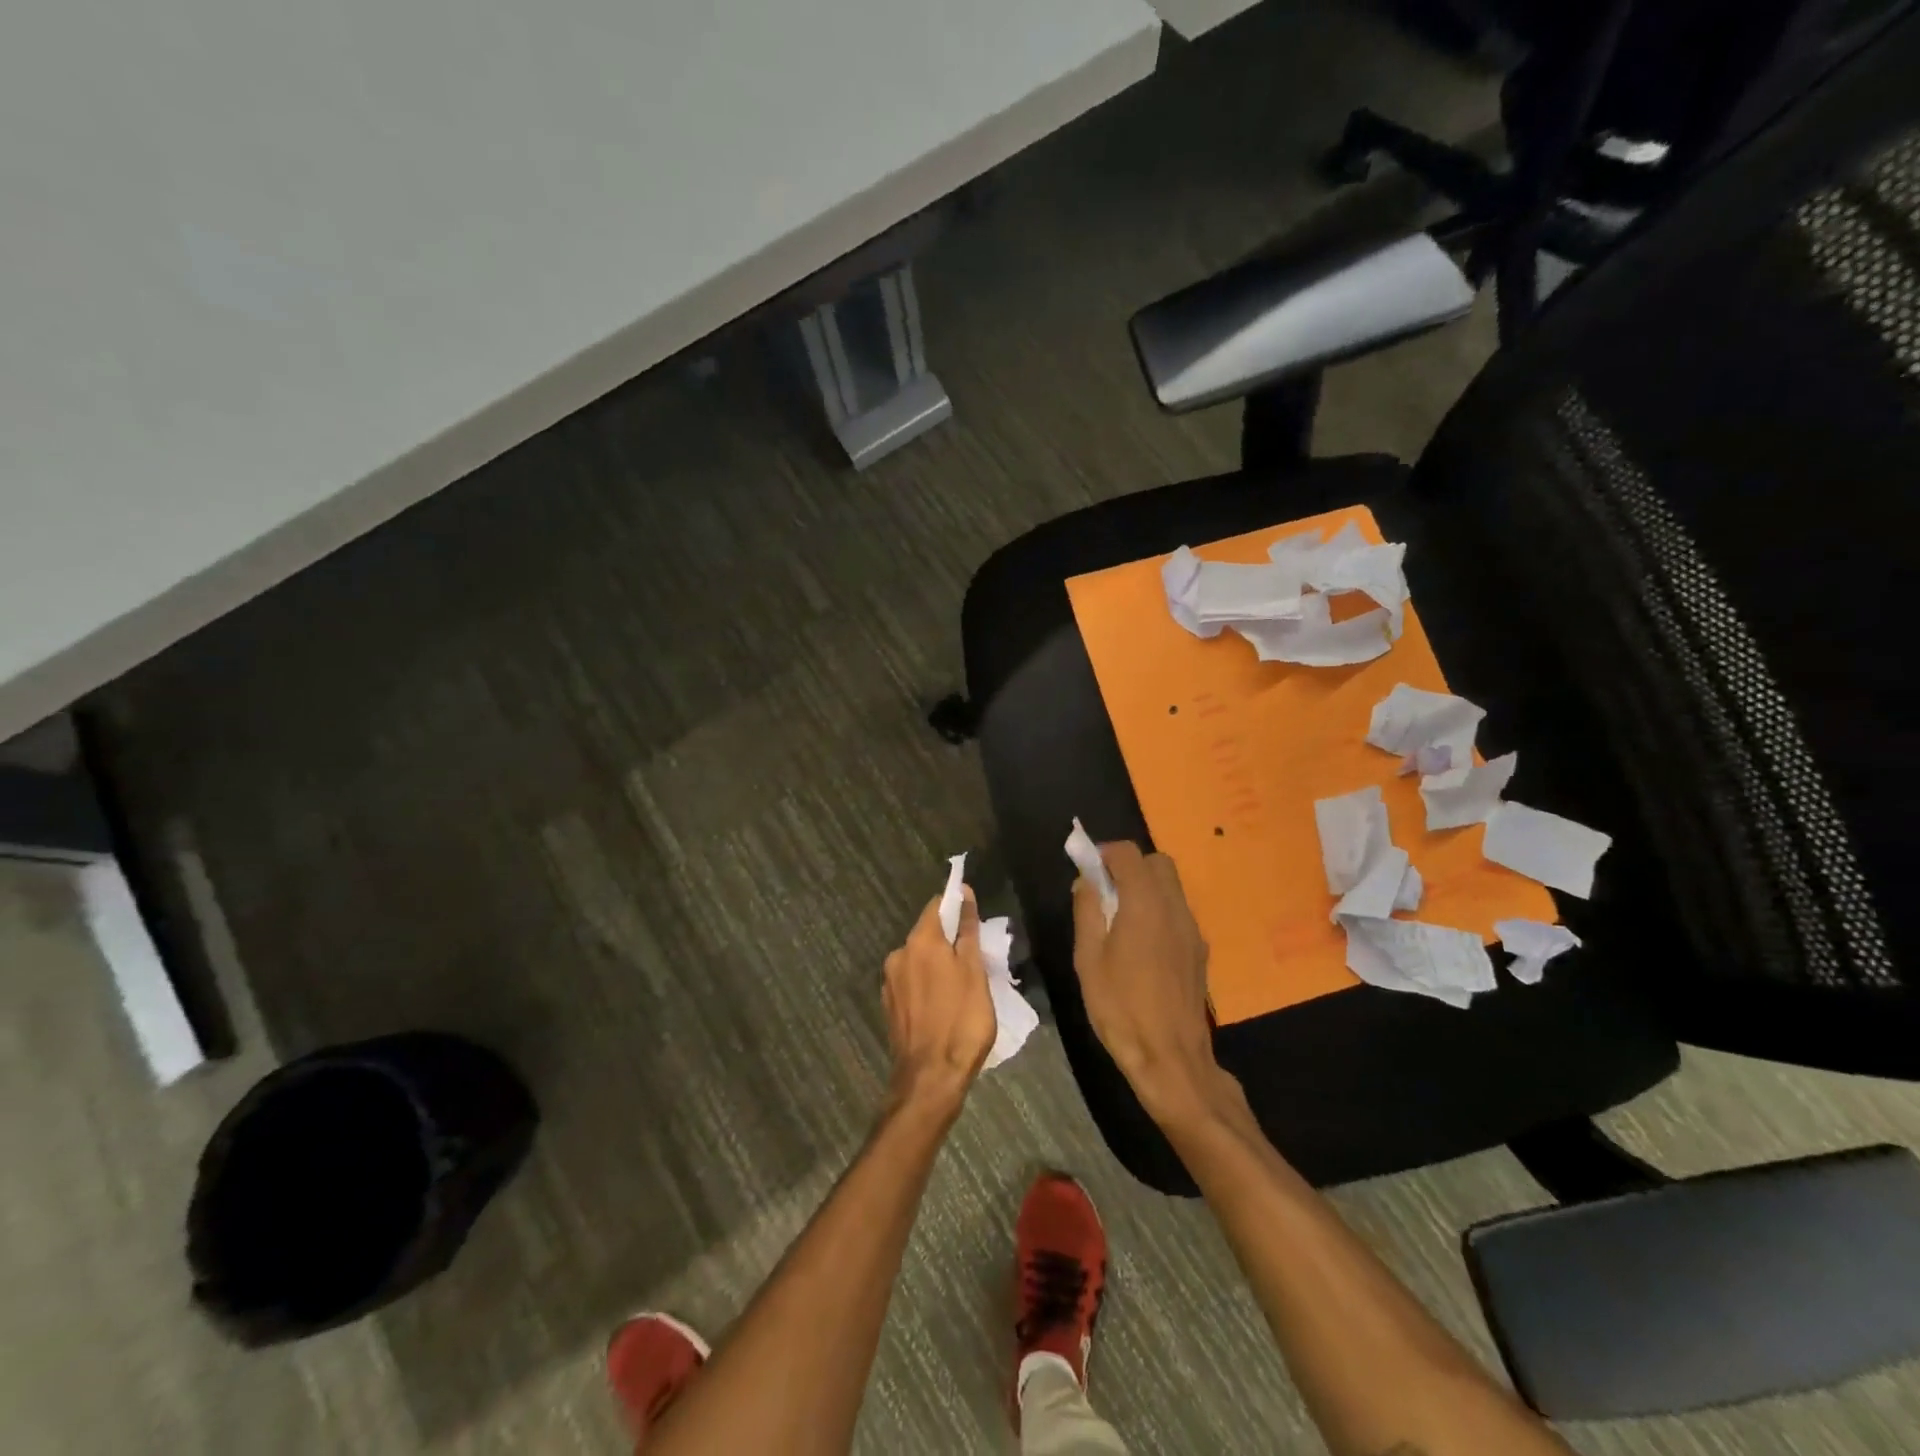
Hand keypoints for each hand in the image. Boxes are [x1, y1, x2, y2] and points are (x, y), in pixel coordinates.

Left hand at [882, 887, 996, 1119]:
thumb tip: (964, 893)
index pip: (936, 907)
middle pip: (927, 934)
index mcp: (920, 942)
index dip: (957, 907)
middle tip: (975, 959)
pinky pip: (911, 983)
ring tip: (962, 986)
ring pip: (918, 960)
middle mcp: (898, 955)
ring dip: (938, 964)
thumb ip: (967, 930)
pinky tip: (943, 1005)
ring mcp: (890, 982)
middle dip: (949, 940)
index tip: (975, 919)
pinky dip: (927, 985)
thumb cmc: (961, 1020)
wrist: (930, 1078)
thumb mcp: (974, 971)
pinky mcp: (889, 1007)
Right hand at [1072, 842, 1233, 1126]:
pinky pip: (1178, 911)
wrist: (1171, 1058)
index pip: (1128, 854)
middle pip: (1157, 863)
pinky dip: (1159, 908)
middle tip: (1104, 890)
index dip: (1105, 853)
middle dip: (1130, 865)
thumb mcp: (1088, 959)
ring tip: (1120, 918)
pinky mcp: (1199, 950)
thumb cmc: (1120, 1008)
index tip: (1087, 869)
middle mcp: (1174, 908)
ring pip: (1171, 886)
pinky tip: (1141, 943)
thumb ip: (1087, 911)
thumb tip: (1085, 880)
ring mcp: (1192, 929)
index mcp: (1144, 905)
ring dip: (1146, 887)